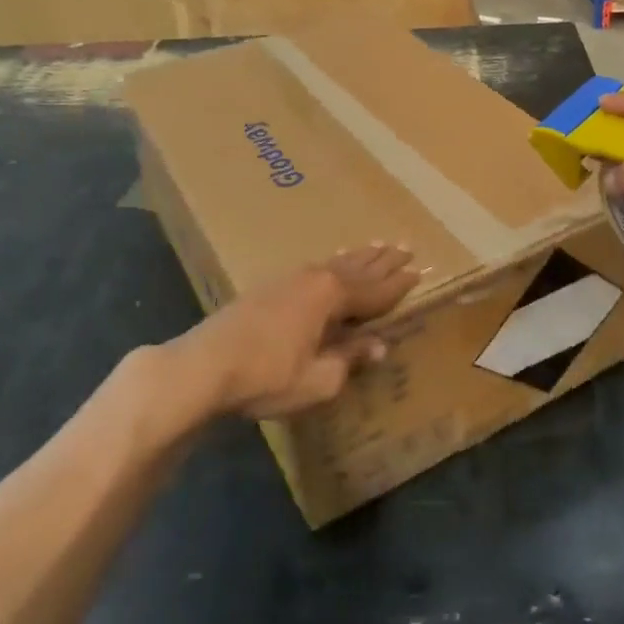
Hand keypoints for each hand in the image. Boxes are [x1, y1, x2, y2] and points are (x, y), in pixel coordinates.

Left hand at [184, 244, 419, 418]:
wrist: (204, 365)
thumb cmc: (267, 375)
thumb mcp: (319, 379)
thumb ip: (350, 359)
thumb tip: (379, 345)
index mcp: (332, 296)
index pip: (375, 290)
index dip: (398, 284)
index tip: (419, 271)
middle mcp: (315, 278)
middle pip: (358, 268)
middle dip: (384, 260)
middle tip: (406, 247)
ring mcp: (290, 279)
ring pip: (335, 263)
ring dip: (359, 256)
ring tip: (377, 244)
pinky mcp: (270, 287)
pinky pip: (315, 267)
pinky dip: (333, 262)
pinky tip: (331, 263)